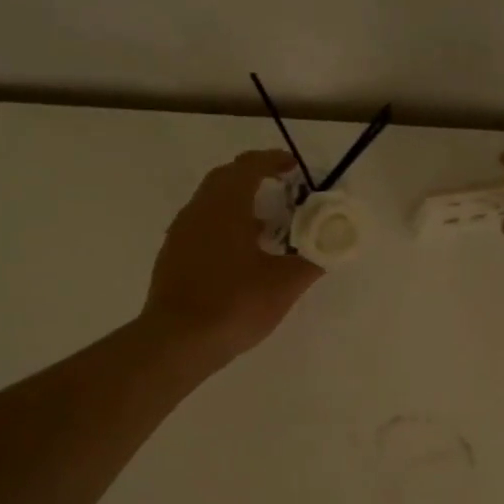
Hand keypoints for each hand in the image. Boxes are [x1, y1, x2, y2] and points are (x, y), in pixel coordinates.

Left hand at [143, 151, 322, 369]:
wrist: (178, 342)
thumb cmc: (235, 303)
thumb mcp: (285, 283)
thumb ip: (312, 260)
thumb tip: (331, 246)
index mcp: (226, 206)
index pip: (249, 166)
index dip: (273, 160)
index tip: (295, 167)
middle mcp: (199, 210)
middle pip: (226, 178)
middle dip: (255, 177)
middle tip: (283, 189)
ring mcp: (181, 233)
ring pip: (211, 203)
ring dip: (239, 203)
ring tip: (267, 225)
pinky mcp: (172, 256)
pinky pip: (202, 225)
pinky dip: (224, 225)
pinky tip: (241, 254)